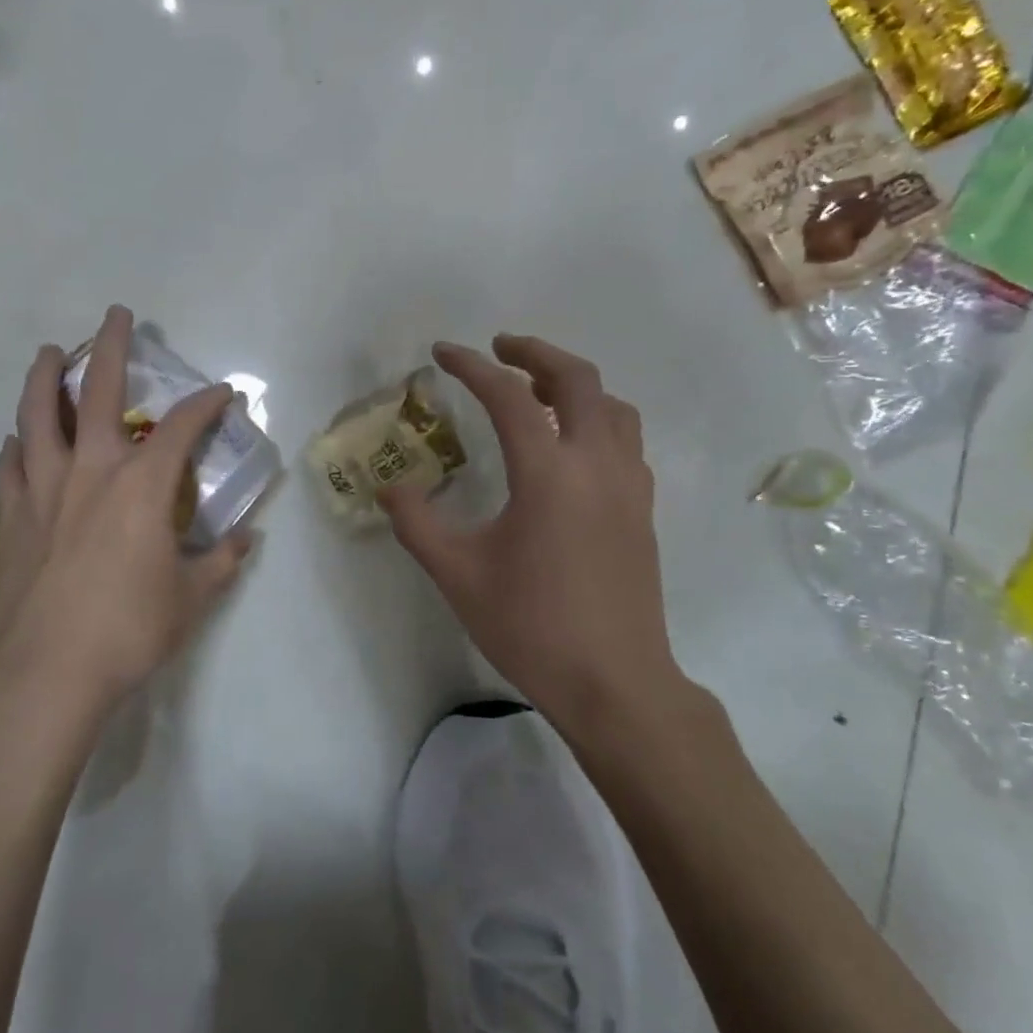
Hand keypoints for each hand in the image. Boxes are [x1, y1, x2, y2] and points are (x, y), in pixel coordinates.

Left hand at [0, 306, 253, 717]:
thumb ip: (222, 562)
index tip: (223, 393)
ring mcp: (44, 489)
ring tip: (49, 353)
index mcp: (143, 485)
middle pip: (101, 392)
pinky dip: (16, 445)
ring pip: (39, 415)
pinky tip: (17, 440)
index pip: (183, 426)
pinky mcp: (11, 516)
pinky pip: (10, 465)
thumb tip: (247, 540)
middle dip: (112, 348)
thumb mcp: (192, 598)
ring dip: (47, 378)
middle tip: (117, 315)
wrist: (47, 672)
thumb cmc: (129, 631)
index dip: (207, 403)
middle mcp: (93, 470)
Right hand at [381, 335, 685, 737]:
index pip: (509, 396)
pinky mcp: (642, 510)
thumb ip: (417, 523)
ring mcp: (628, 486)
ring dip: (573, 383)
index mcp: (548, 474)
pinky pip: (625, 440)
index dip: (472, 366)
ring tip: (537, 390)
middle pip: (577, 379)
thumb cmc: (531, 627)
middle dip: (535, 352)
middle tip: (500, 348)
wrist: (615, 683)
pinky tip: (571, 446)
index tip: (442, 353)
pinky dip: (596, 419)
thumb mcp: (457, 574)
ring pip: (611, 406)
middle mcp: (596, 465)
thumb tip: (390, 487)